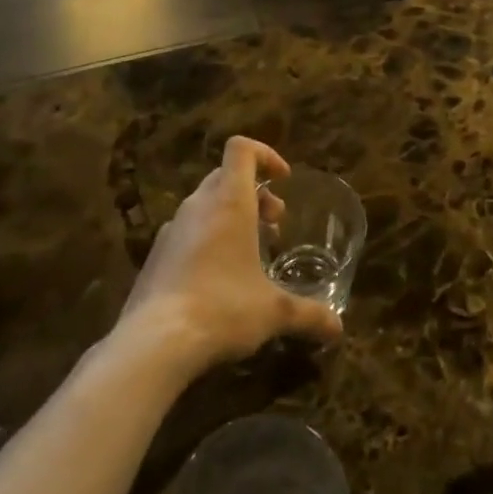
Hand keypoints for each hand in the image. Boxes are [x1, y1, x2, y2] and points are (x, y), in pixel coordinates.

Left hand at [121, 137, 343, 375]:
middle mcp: (198, 206)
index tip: (284, 180)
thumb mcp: (273, 312)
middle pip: (226, 176)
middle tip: (274, 224)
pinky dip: (207, 240)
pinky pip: (186, 232)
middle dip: (254, 193)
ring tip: (250, 254)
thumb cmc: (222, 309)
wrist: (153, 343)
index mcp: (229, 201)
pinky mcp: (155, 257)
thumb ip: (308, 315)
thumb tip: (339, 329)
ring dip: (231, 216)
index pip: (241, 149)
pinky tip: (217, 280)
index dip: (265, 154)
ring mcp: (171, 230)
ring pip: (205, 204)